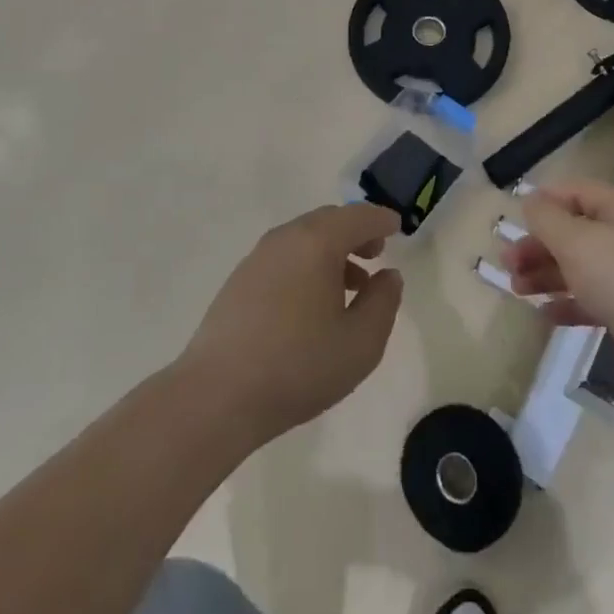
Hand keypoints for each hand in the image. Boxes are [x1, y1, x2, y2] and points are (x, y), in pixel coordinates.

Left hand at [179, 203, 403, 443]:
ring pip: (303, 239)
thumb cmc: (299, 365)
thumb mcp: (361, 342)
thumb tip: (387, 275)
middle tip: (375, 255)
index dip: (381, 220)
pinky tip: (311, 304)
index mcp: (317, 242)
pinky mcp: (238, 282)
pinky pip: (283, 258)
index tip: (397, 228)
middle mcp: (285, 238)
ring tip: (349, 286)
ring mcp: (257, 258)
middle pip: (328, 221)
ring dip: (330, 252)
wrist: (217, 396)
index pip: (358, 216)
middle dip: (355, 233)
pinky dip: (306, 265)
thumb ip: (383, 302)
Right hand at [502, 180, 613, 400]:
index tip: (512, 219)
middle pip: (574, 231)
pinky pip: (592, 298)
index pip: (575, 191)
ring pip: (580, 266)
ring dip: (546, 274)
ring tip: (516, 290)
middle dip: (537, 245)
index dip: (543, 201)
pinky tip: (544, 314)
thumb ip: (547, 219)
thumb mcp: (577, 242)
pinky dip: (567, 302)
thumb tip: (530, 200)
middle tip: (506, 263)